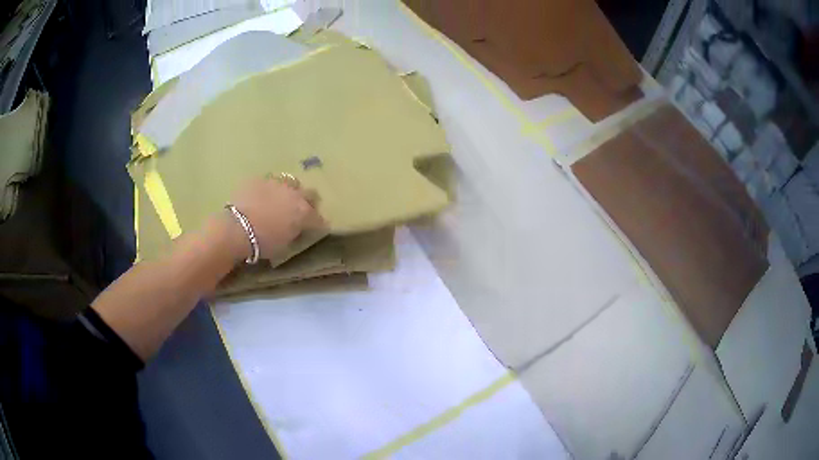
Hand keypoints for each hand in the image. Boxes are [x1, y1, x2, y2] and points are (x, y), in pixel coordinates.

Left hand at [226, 176, 323, 261]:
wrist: (237, 229)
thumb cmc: (263, 243)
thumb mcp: (285, 245)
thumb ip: (294, 233)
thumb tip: (296, 230)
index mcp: (304, 213)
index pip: (319, 219)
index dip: (318, 225)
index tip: (314, 229)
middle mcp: (295, 194)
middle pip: (311, 194)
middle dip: (308, 202)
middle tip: (300, 211)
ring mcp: (277, 183)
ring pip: (290, 183)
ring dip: (289, 191)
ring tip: (280, 199)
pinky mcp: (259, 179)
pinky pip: (268, 181)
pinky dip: (268, 189)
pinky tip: (261, 196)